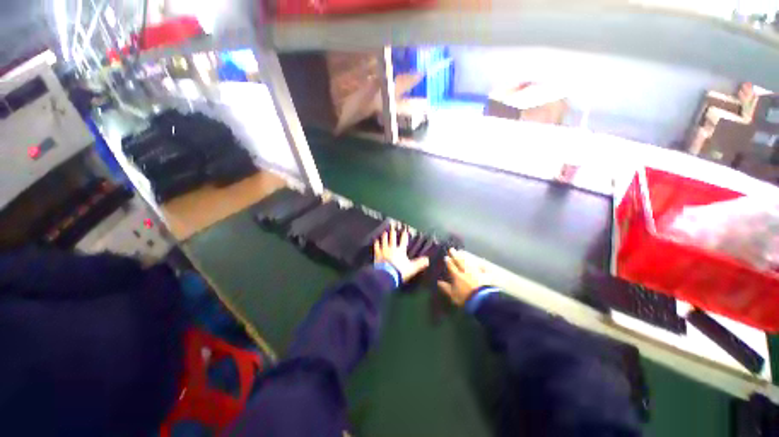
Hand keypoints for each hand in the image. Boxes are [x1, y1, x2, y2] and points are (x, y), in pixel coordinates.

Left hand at [374, 227, 429, 282]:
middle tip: (392, 228)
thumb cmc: (400, 271)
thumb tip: (428, 260)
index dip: (404, 236)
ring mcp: (384, 250)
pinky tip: (376, 240)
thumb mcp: (412, 268)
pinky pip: (377, 247)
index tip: (405, 231)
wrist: (387, 274)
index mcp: (400, 251)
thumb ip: (419, 263)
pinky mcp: (377, 254)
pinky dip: (376, 243)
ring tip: (385, 232)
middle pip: (392, 239)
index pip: (404, 241)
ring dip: (385, 236)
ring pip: (384, 241)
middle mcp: (392, 248)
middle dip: (393, 233)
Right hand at [438, 249, 491, 305]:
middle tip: (452, 249)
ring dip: (465, 257)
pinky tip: (481, 262)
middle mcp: (466, 272)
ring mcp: (476, 273)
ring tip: (462, 252)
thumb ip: (445, 288)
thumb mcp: (453, 295)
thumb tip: (438, 281)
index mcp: (457, 276)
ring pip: (469, 263)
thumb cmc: (465, 298)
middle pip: (460, 262)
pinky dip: (481, 265)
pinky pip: (483, 269)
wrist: (483, 301)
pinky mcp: (485, 276)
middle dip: (455, 255)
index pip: (451, 266)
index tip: (446, 256)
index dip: (448, 261)